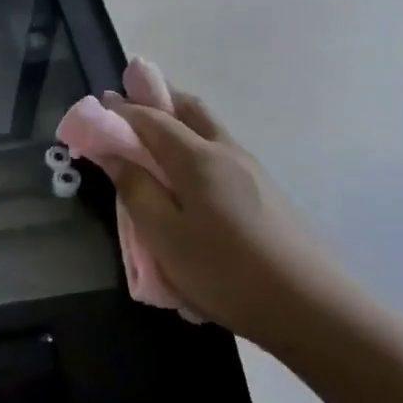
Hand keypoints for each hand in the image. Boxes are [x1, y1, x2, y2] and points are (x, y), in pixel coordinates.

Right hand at [103, 90, 348, 353]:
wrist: (307, 305)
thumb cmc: (223, 270)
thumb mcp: (164, 234)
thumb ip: (135, 189)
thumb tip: (111, 152)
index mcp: (197, 158)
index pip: (151, 118)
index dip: (120, 110)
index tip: (94, 105)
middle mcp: (225, 151)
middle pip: (188, 109)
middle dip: (156, 97)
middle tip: (127, 97)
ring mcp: (250, 169)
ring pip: (207, 127)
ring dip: (177, 117)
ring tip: (151, 127)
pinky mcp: (262, 190)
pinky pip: (218, 149)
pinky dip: (193, 140)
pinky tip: (185, 167)